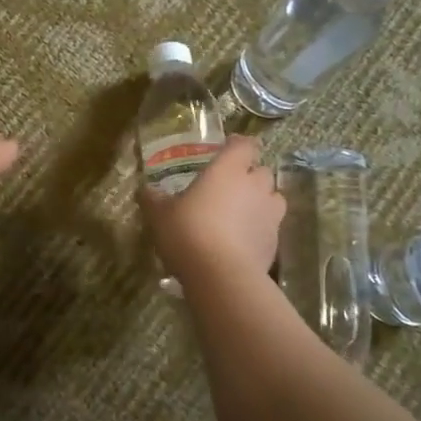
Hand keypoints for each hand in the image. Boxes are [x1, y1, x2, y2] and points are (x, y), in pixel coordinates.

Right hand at [144, 135, 283, 284]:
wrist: (221, 276)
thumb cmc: (188, 233)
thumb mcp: (159, 214)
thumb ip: (153, 198)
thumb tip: (145, 190)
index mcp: (228, 170)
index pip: (244, 144)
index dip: (237, 145)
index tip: (226, 149)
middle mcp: (255, 186)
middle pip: (262, 170)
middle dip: (250, 175)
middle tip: (229, 186)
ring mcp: (270, 215)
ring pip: (273, 198)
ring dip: (261, 201)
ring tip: (241, 213)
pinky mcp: (275, 242)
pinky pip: (271, 227)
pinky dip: (260, 229)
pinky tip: (242, 242)